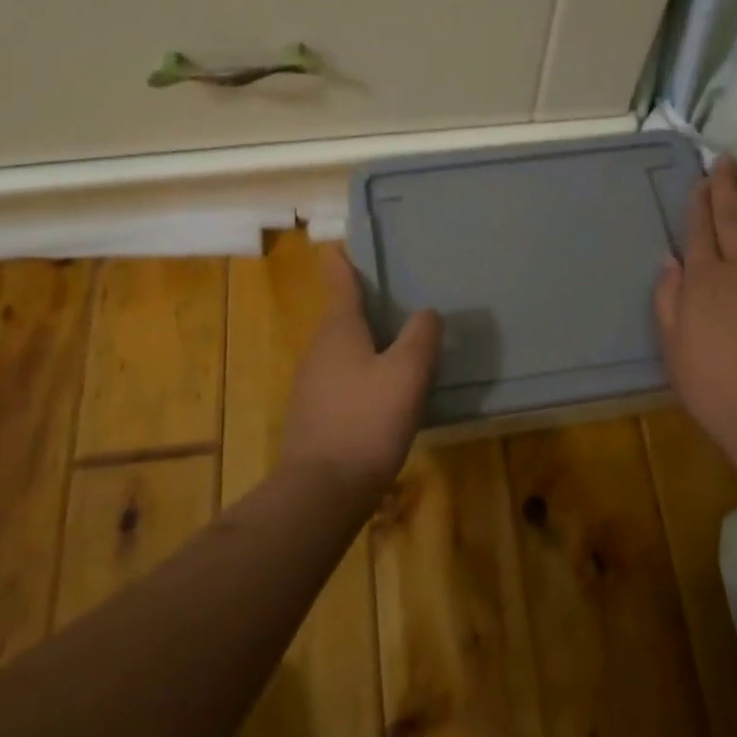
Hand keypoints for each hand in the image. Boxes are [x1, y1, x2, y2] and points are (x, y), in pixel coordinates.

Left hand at [282, 246, 442, 491]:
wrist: (321, 491)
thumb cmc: (367, 421)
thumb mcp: (407, 373)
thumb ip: (421, 336)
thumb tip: (426, 313)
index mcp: (339, 330)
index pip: (340, 283)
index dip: (343, 263)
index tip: (339, 245)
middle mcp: (318, 350)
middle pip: (342, 317)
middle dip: (364, 307)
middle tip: (397, 300)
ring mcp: (310, 384)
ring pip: (341, 351)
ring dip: (365, 343)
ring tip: (398, 346)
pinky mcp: (312, 415)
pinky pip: (340, 380)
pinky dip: (360, 374)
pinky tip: (383, 394)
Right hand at [654, 155, 736, 482]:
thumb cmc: (716, 388)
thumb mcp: (674, 349)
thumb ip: (669, 300)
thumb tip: (670, 260)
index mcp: (706, 280)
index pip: (701, 231)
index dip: (700, 203)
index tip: (701, 179)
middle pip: (734, 219)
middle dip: (728, 188)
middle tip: (727, 162)